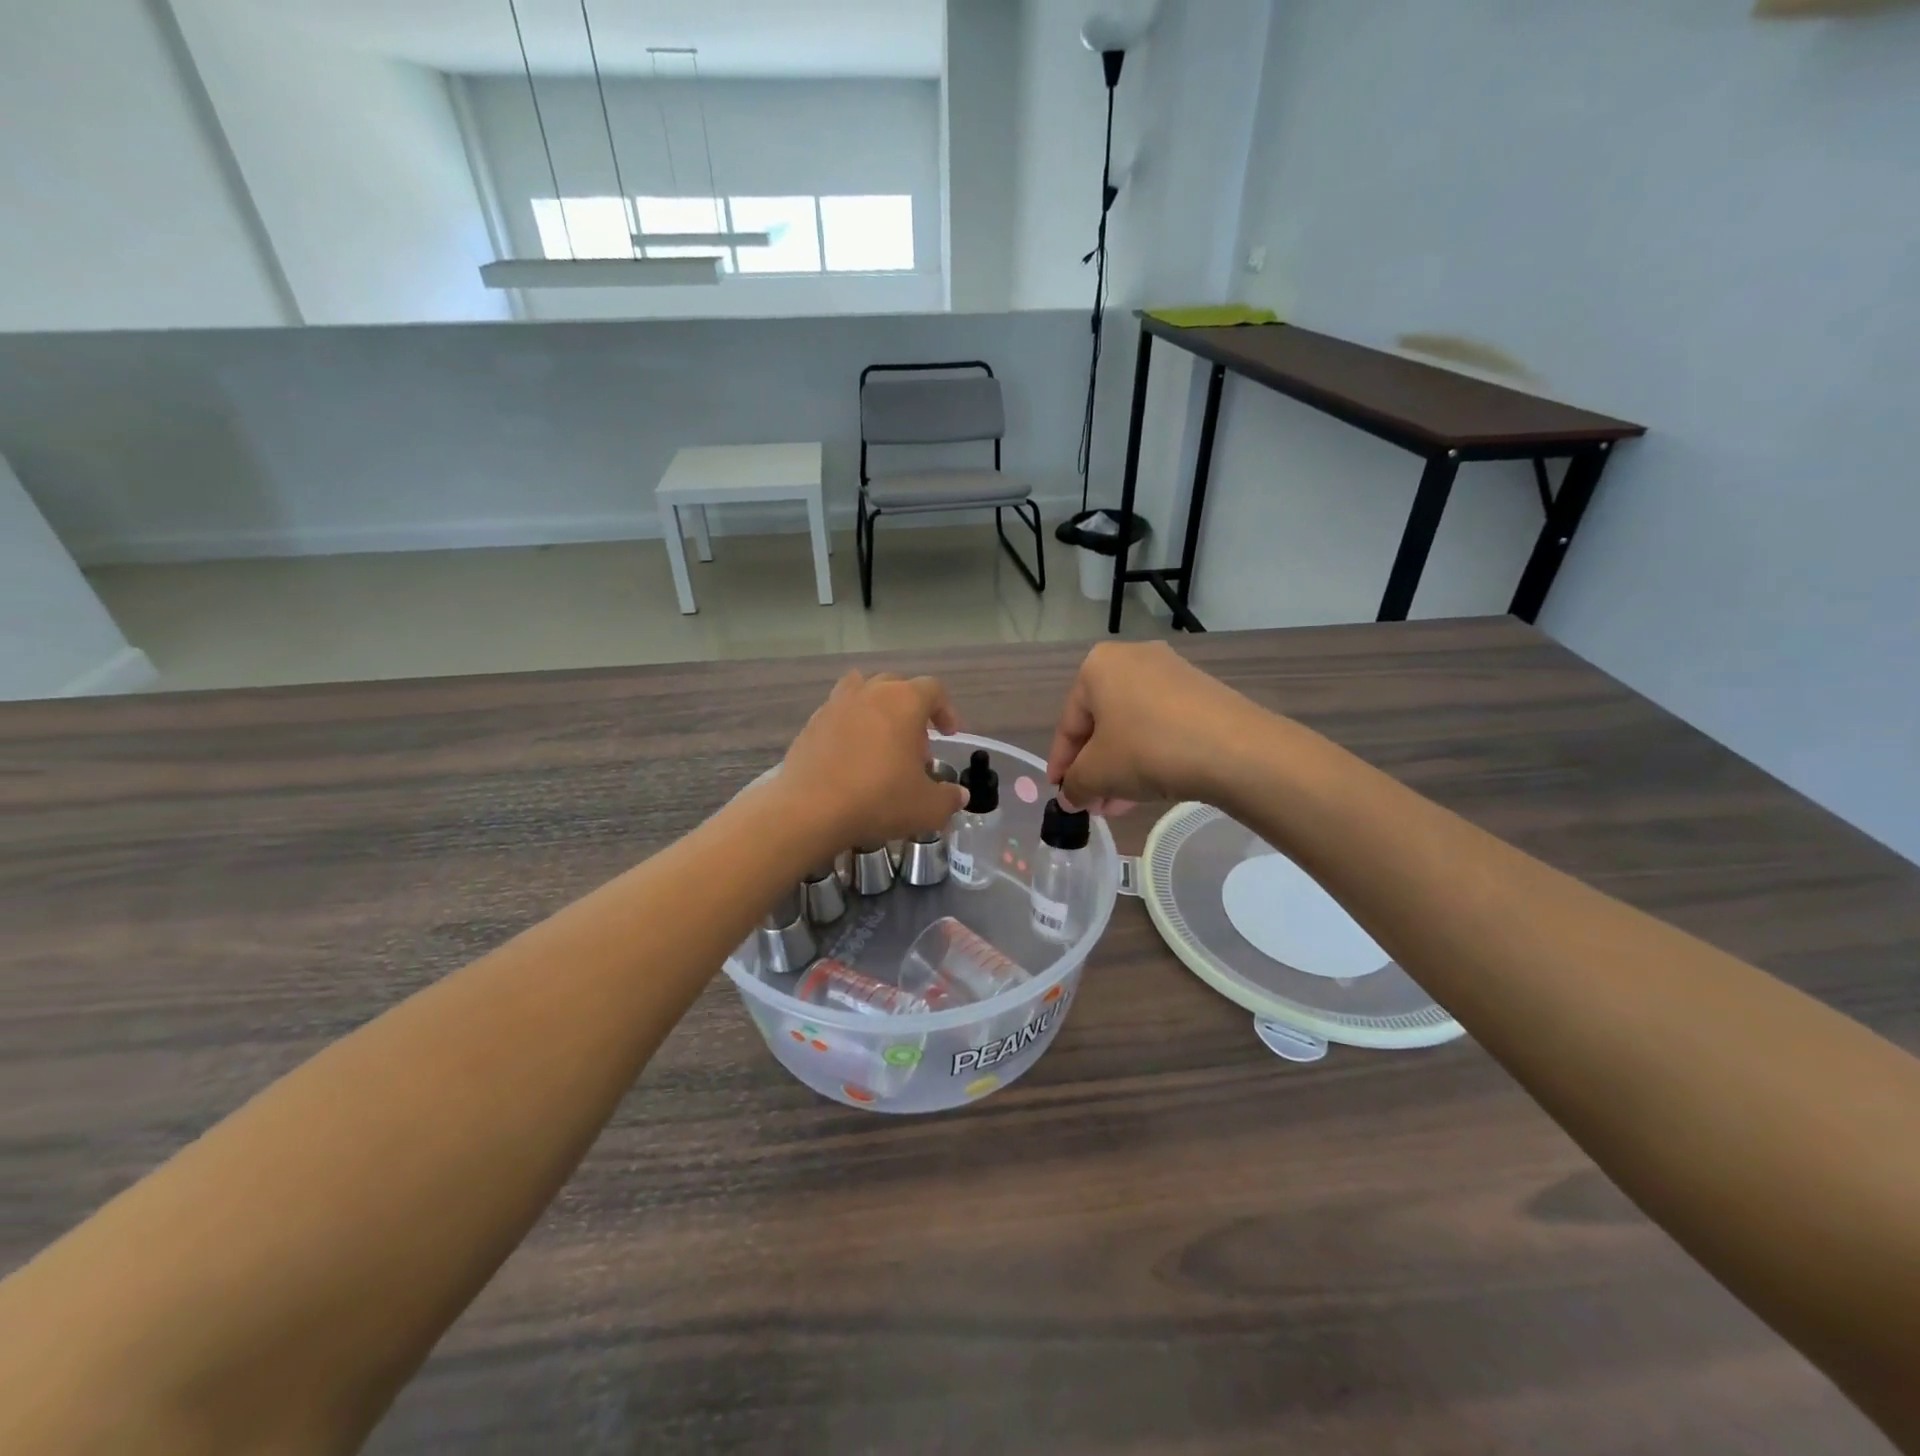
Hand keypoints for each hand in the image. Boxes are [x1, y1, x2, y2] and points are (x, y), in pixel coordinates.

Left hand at [778, 672, 967, 853]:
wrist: (810, 809)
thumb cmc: (878, 799)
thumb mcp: (927, 807)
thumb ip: (948, 798)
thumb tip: (959, 796)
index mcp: (904, 701)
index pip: (933, 690)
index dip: (946, 710)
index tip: (949, 735)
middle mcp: (870, 693)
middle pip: (897, 686)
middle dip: (912, 711)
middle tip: (916, 748)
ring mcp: (836, 705)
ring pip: (862, 691)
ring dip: (877, 710)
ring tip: (881, 743)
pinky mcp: (811, 724)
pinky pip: (838, 714)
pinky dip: (850, 728)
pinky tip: (851, 759)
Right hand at [1047, 642, 1269, 812]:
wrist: (1235, 749)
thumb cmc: (1148, 750)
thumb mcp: (1098, 773)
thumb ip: (1074, 785)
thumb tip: (1070, 796)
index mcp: (1097, 666)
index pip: (1069, 724)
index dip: (1061, 764)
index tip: (1061, 794)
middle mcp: (1132, 659)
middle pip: (1101, 724)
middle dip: (1094, 769)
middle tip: (1092, 805)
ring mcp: (1171, 672)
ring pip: (1132, 728)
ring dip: (1120, 768)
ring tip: (1118, 805)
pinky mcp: (1202, 692)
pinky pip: (1161, 725)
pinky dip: (1149, 755)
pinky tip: (1148, 789)